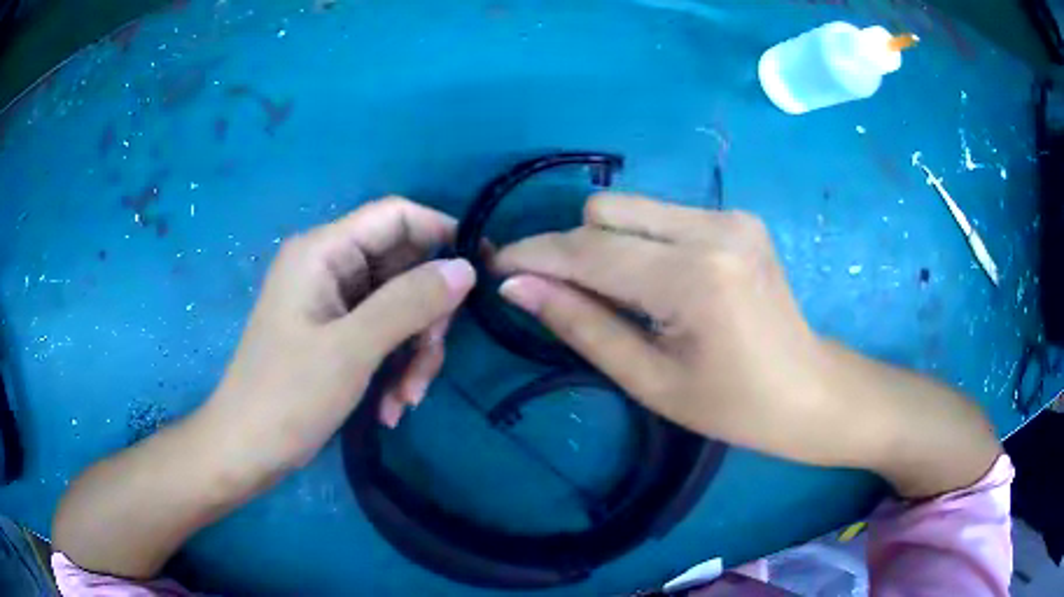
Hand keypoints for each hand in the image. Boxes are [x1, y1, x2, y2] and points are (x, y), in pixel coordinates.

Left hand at [203, 197, 475, 476]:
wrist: (248, 449)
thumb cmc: (288, 395)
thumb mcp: (352, 349)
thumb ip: (410, 302)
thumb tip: (466, 268)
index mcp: (323, 251)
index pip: (396, 216)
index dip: (442, 233)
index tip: (482, 270)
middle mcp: (329, 267)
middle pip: (403, 267)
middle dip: (425, 317)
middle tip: (429, 363)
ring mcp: (333, 302)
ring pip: (400, 307)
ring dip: (413, 353)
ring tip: (406, 399)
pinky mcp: (337, 334)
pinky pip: (384, 335)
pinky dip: (395, 367)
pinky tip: (391, 407)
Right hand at [496, 194, 998, 495]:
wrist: (812, 391)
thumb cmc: (735, 406)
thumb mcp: (651, 380)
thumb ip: (581, 324)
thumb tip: (517, 286)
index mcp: (694, 276)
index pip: (589, 249)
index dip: (535, 255)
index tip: (498, 266)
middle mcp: (713, 227)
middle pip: (605, 210)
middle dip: (573, 249)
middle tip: (566, 296)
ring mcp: (730, 215)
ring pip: (632, 206)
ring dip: (606, 244)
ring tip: (617, 294)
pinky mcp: (738, 217)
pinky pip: (663, 215)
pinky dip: (640, 242)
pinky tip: (656, 282)